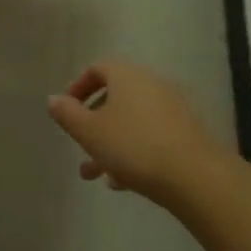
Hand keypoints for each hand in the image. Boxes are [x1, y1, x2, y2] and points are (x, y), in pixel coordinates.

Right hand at [46, 59, 228, 207]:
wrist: (195, 176)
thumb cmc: (133, 146)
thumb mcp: (89, 132)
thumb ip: (67, 114)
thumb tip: (54, 99)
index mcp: (127, 76)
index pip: (98, 69)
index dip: (78, 87)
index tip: (67, 110)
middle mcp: (152, 84)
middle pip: (116, 97)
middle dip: (94, 123)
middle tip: (80, 146)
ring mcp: (173, 109)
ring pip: (132, 121)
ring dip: (111, 143)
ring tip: (95, 174)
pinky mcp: (187, 133)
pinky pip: (152, 136)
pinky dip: (134, 152)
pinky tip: (123, 182)